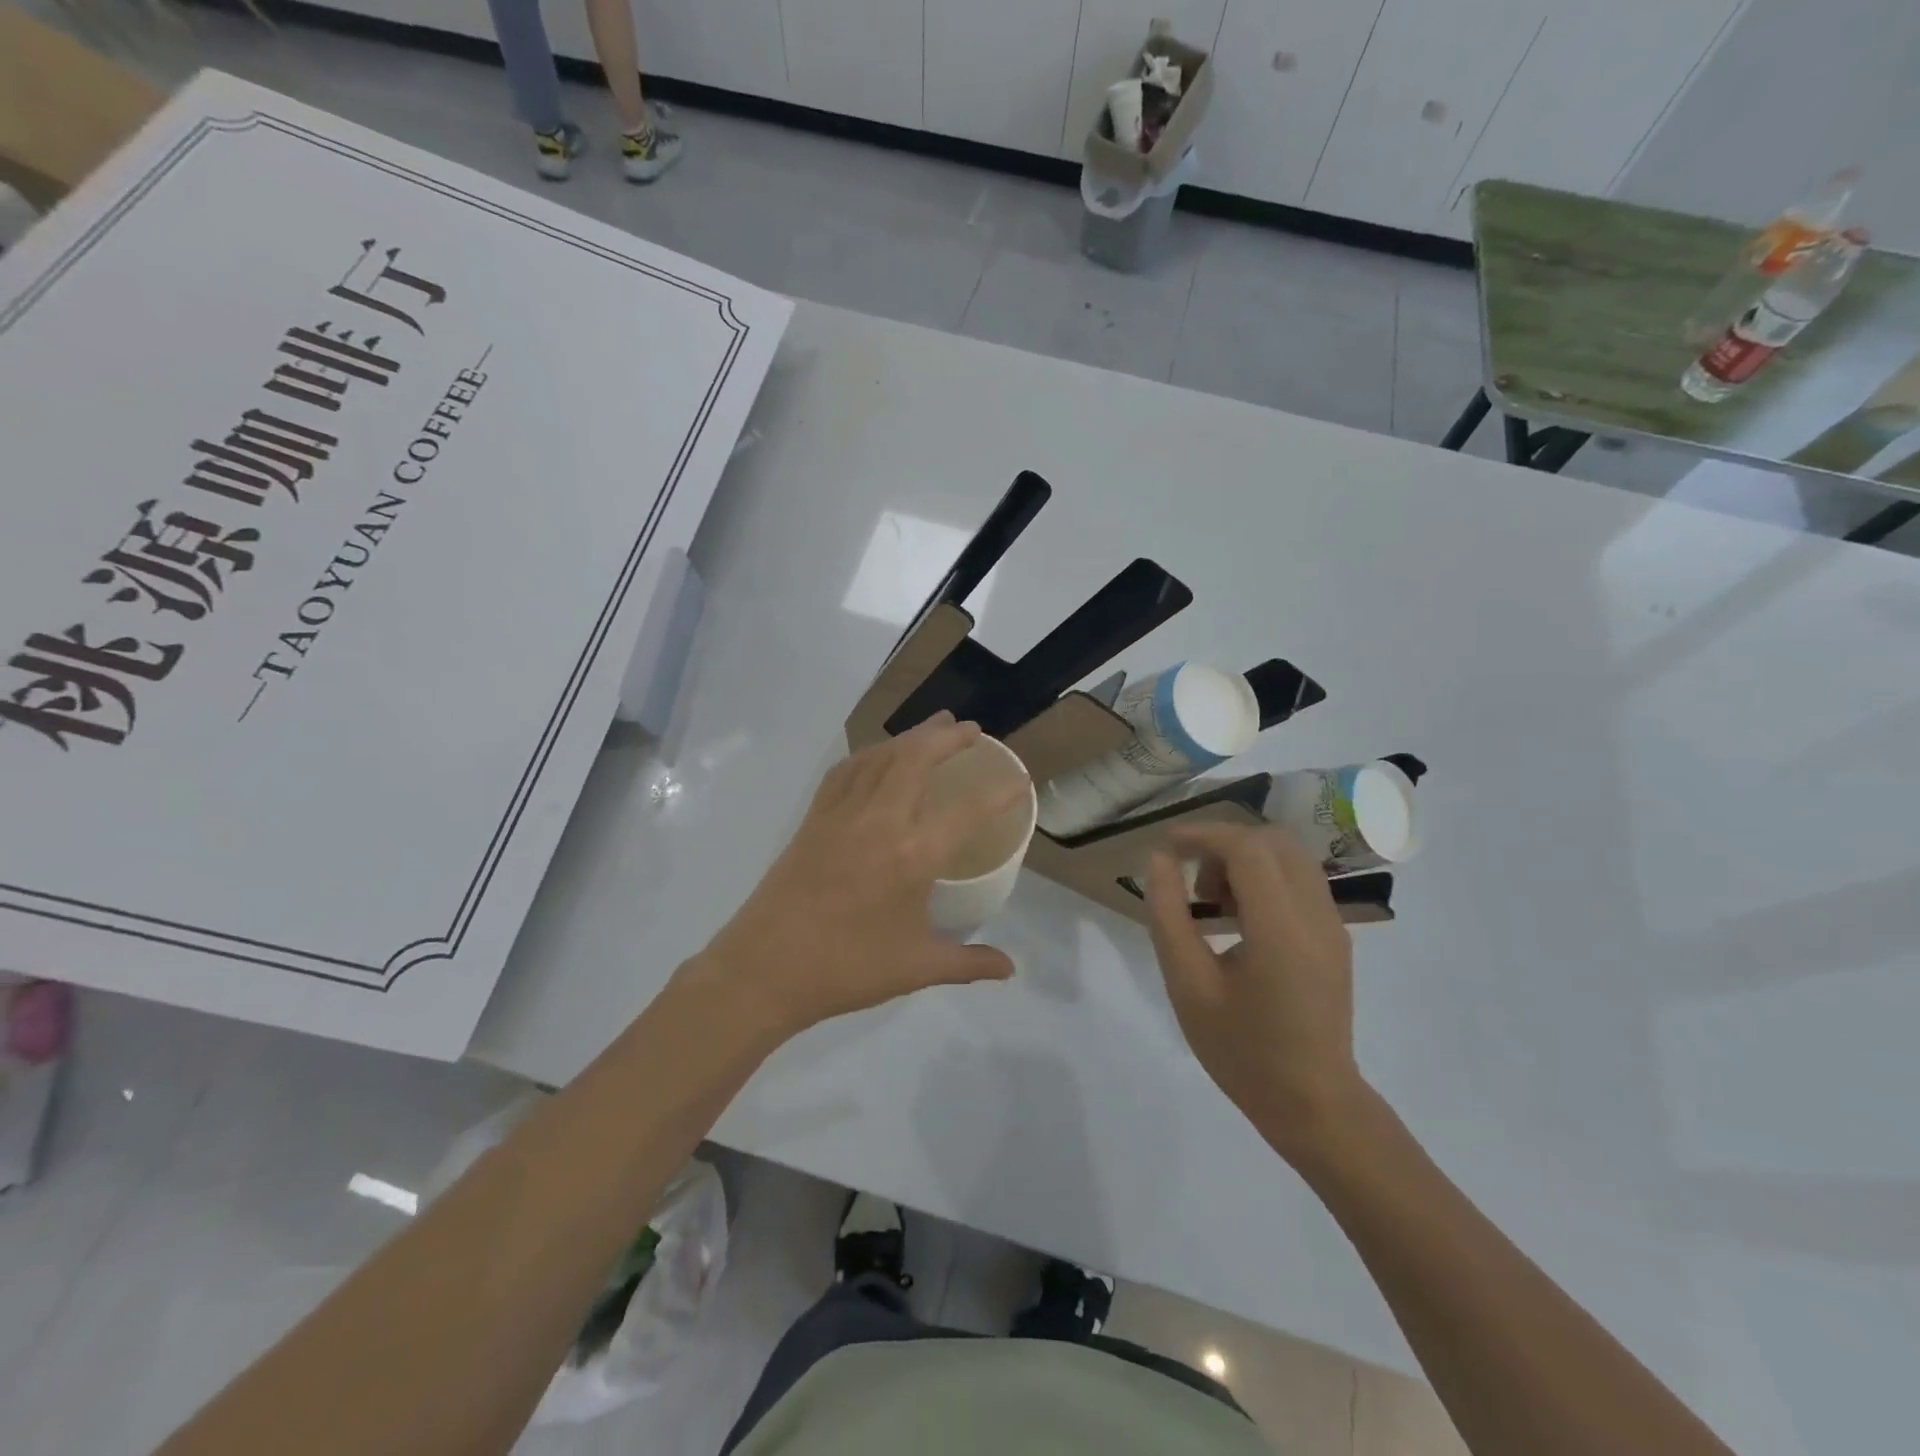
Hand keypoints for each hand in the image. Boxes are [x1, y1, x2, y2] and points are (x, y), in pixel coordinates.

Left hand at [692, 713, 1023, 1041]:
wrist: (764, 969)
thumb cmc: (846, 969)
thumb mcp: (916, 968)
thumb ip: (968, 963)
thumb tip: (1009, 967)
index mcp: (913, 855)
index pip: (967, 810)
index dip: (999, 792)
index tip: (1019, 778)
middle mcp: (881, 820)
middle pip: (918, 759)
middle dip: (949, 737)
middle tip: (971, 730)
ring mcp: (842, 814)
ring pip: (881, 757)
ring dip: (911, 736)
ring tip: (934, 727)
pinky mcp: (814, 818)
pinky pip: (846, 771)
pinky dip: (869, 754)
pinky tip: (877, 756)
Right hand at [1145, 823, 1368, 1163]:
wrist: (1312, 1103)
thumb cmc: (1241, 1050)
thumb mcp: (1188, 985)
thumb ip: (1170, 916)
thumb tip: (1160, 861)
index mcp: (1280, 931)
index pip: (1247, 849)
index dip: (1203, 835)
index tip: (1167, 846)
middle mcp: (1316, 917)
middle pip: (1273, 842)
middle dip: (1224, 845)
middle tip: (1192, 882)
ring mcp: (1333, 926)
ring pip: (1290, 857)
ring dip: (1247, 860)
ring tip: (1214, 903)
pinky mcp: (1335, 937)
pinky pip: (1300, 881)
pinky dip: (1266, 878)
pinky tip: (1241, 919)